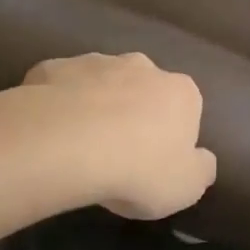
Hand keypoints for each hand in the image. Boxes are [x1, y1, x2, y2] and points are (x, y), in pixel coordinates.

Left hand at [21, 53, 216, 218]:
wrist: (64, 146)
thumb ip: (201, 169)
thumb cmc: (138, 168)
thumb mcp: (186, 186)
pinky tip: (47, 131)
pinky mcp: (52, 68)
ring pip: (100, 83)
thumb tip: (203, 159)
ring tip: (78, 144)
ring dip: (95, 105)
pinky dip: (56, 103)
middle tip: (117, 151)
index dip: (171, 135)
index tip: (155, 162)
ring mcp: (95, 62)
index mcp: (181, 92)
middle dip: (133, 112)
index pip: (186, 108)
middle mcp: (143, 67)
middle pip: (143, 89)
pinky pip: (59, 86)